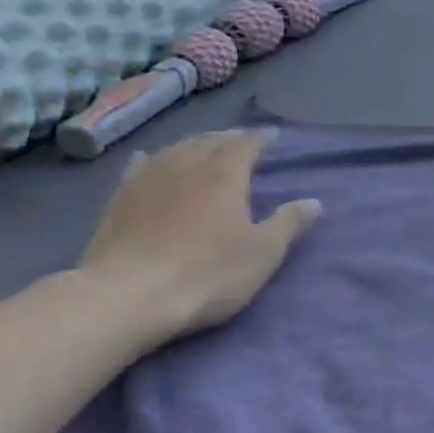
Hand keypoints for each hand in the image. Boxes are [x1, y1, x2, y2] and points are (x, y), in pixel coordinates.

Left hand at [77, 128, 319, 347]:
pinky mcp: (119, 199)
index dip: (260, 138)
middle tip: (241, 140)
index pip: (246, 144)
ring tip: (203, 147)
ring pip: (174, 149)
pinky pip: (140, 167)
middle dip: (228, 138)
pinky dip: (153, 159)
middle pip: (209, 141)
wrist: (128, 296)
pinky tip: (150, 159)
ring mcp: (147, 180)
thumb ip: (288, 223)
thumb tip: (314, 202)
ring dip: (193, 144)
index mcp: (224, 175)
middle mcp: (186, 166)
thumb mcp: (262, 253)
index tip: (272, 136)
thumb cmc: (207, 273)